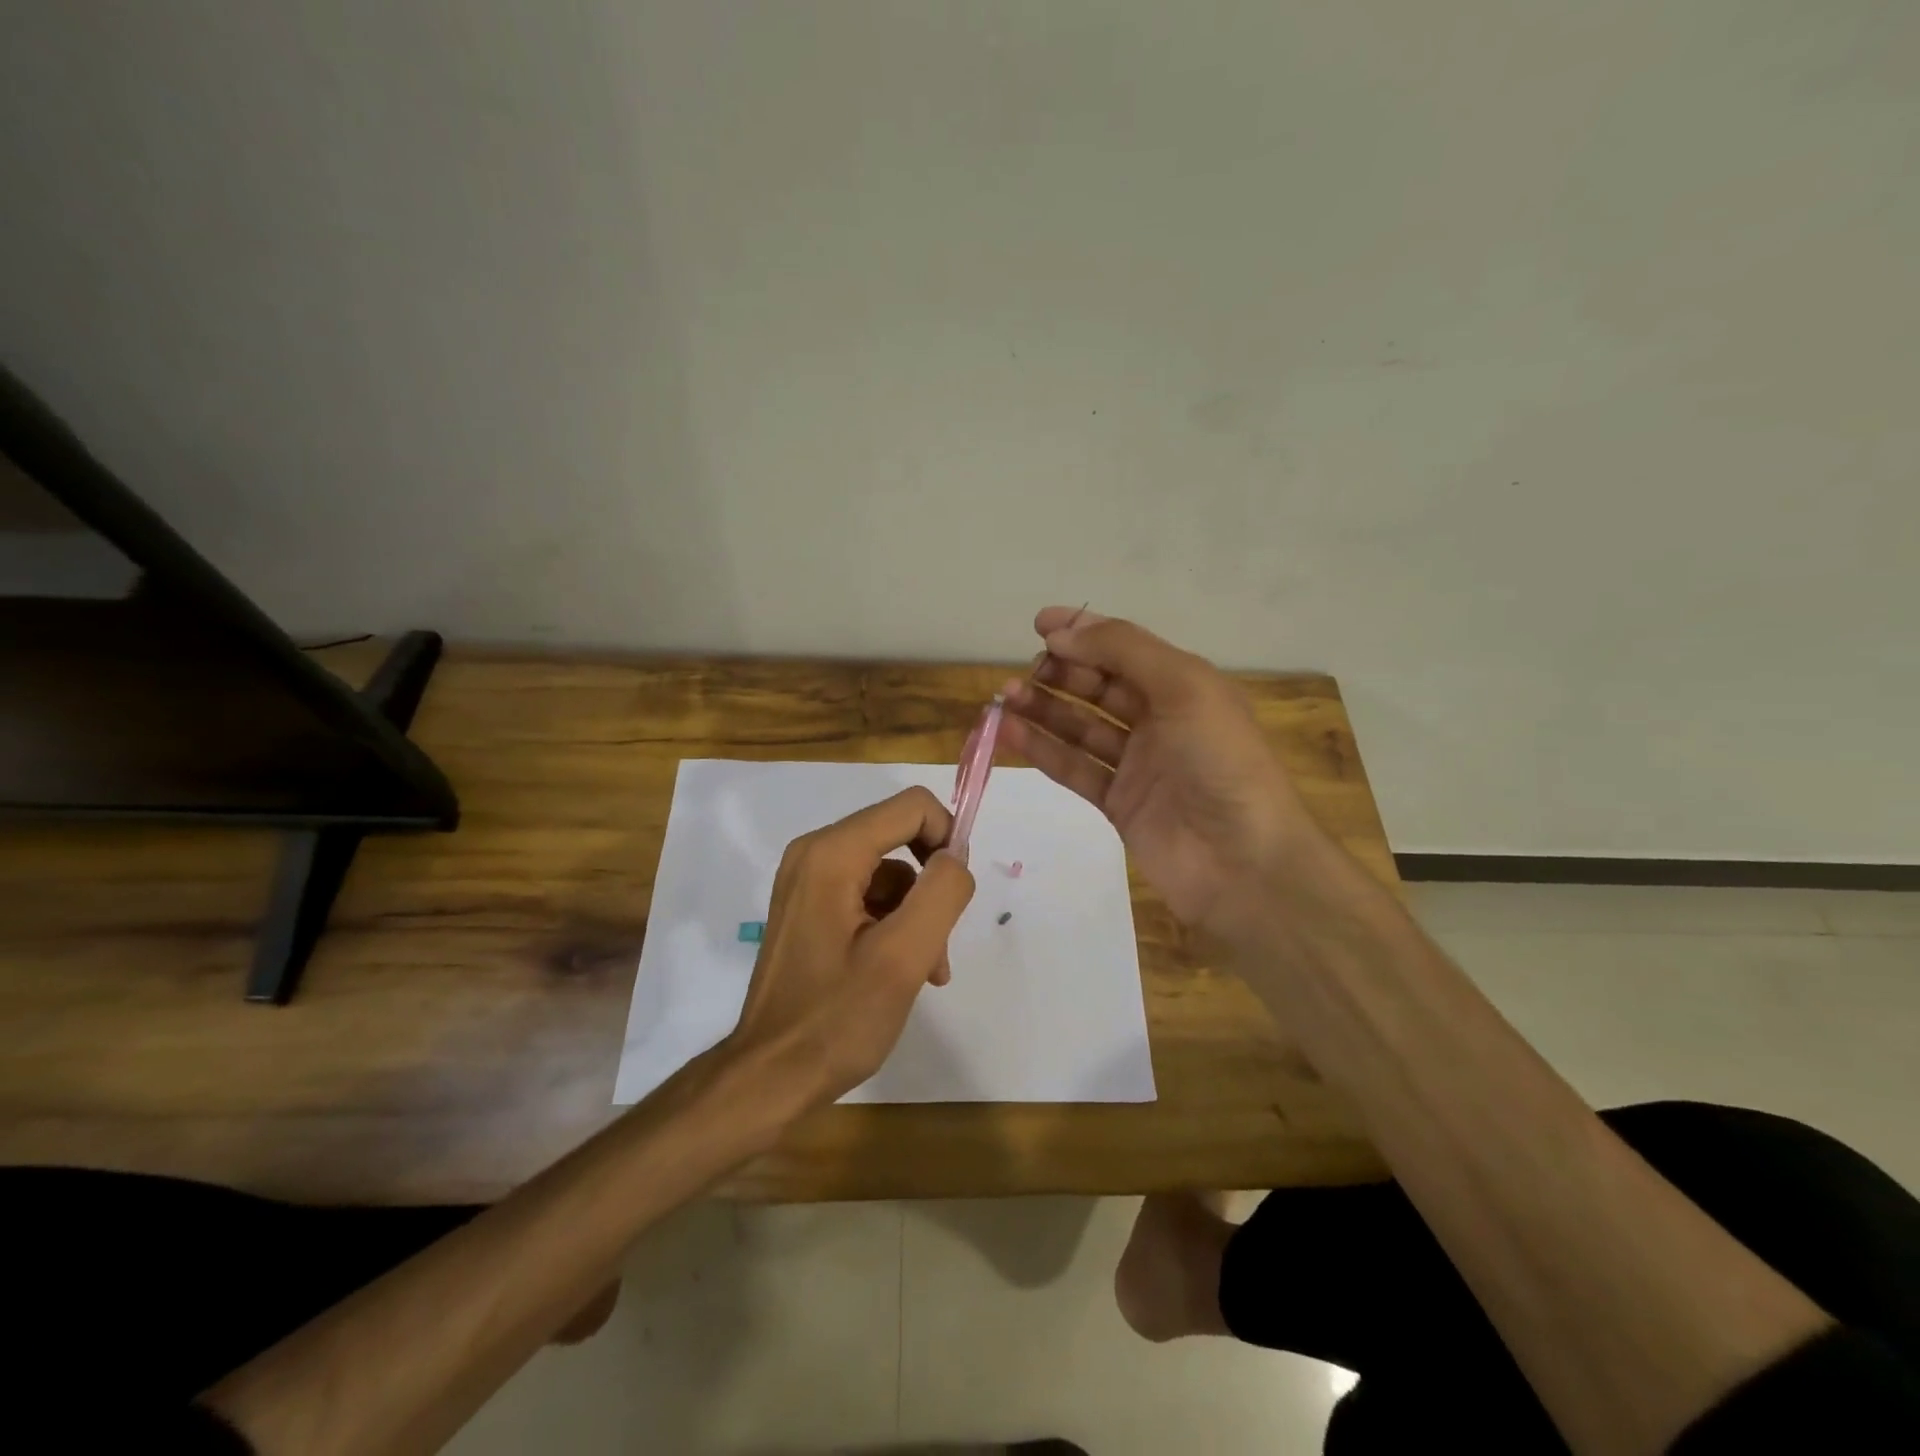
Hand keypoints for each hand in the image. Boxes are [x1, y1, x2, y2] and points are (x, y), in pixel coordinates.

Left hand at [723, 787, 975, 1105]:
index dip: (947, 840)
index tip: (957, 896)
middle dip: (930, 886)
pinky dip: (893, 925)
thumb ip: (942, 892)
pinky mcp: (809, 907)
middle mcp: (814, 853)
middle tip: (939, 946)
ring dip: (916, 915)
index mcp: (832, 853)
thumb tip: (955, 857)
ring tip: (924, 972)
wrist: (769, 1077)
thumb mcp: (904, 956)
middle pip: (900, 838)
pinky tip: (901, 972)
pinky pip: (867, 895)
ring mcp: (807, 880)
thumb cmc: (836, 1018)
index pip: (912, 807)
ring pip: (889, 872)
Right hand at [999, 608, 1321, 939]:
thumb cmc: (1221, 761)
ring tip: (1004, 699)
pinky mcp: (1118, 803)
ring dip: (1044, 709)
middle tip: (1023, 673)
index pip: (1125, 648)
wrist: (1243, 863)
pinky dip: (1042, 749)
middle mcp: (1160, 720)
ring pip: (1080, 726)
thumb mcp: (1184, 687)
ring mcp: (1137, 764)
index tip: (1039, 624)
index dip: (1084, 632)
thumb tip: (1062, 634)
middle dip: (1060, 673)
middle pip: (1099, 686)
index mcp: (1184, 686)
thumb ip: (1123, 651)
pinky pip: (1074, 768)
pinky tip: (1010, 733)